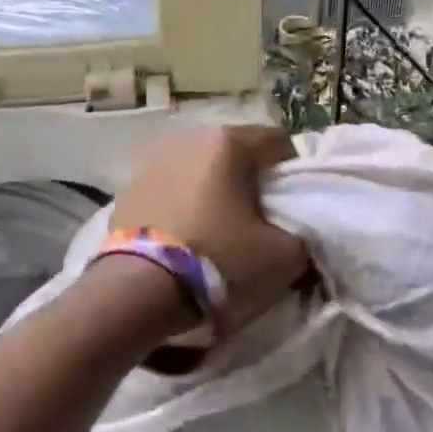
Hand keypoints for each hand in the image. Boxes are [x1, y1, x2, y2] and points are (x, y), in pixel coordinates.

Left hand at [107, 124, 309, 334]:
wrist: (136, 293)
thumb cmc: (219, 260)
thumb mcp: (284, 256)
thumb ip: (305, 237)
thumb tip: (299, 235)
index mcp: (229, 142)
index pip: (279, 143)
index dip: (294, 175)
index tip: (295, 209)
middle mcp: (189, 138)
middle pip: (237, 154)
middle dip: (252, 182)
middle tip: (261, 221)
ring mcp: (153, 162)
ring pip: (201, 172)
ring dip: (215, 193)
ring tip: (220, 232)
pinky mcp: (127, 190)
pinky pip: (171, 192)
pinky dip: (184, 207)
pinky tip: (186, 240)